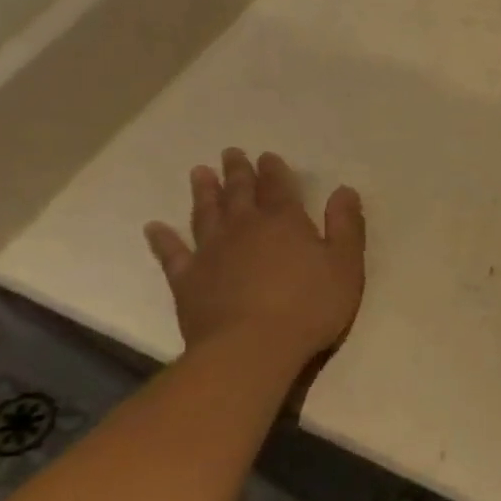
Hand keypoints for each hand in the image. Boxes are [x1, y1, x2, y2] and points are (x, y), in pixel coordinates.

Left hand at [144, 149, 364, 364]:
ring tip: (199, 173)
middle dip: (238, 173)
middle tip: (231, 154)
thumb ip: (346, 227)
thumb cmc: (310, 307)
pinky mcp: (187, 279)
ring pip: (205, 214)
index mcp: (285, 223)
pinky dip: (163, 239)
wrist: (252, 347)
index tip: (268, 157)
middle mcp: (244, 228)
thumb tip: (344, 190)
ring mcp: (211, 252)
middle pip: (239, 194)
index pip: (279, 188)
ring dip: (203, 193)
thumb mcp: (346, 266)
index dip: (275, 171)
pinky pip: (172, 254)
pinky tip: (155, 228)